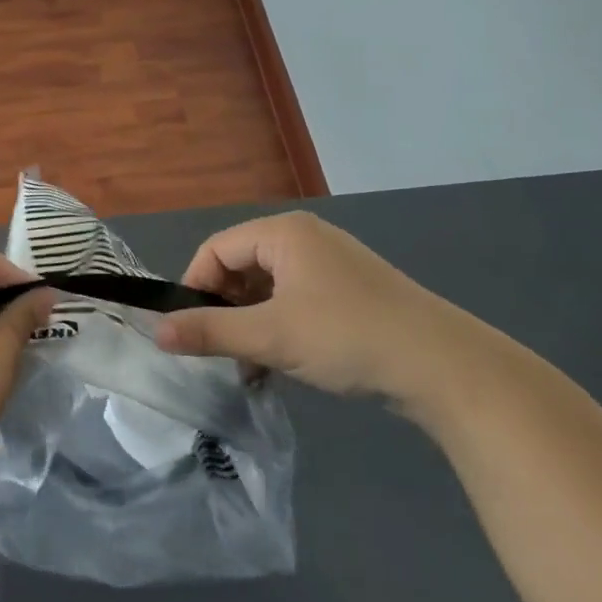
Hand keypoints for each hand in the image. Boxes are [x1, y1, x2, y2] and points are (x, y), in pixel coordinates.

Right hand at [154, 211, 460, 398]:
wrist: (445, 367)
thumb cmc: (347, 337)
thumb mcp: (271, 337)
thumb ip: (210, 332)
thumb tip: (156, 331)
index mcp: (284, 233)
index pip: (217, 249)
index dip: (195, 287)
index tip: (188, 329)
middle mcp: (306, 238)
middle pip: (242, 266)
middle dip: (225, 309)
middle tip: (220, 351)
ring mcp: (332, 264)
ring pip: (269, 288)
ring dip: (251, 324)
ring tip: (250, 367)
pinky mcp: (351, 292)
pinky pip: (296, 301)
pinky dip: (280, 327)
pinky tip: (281, 365)